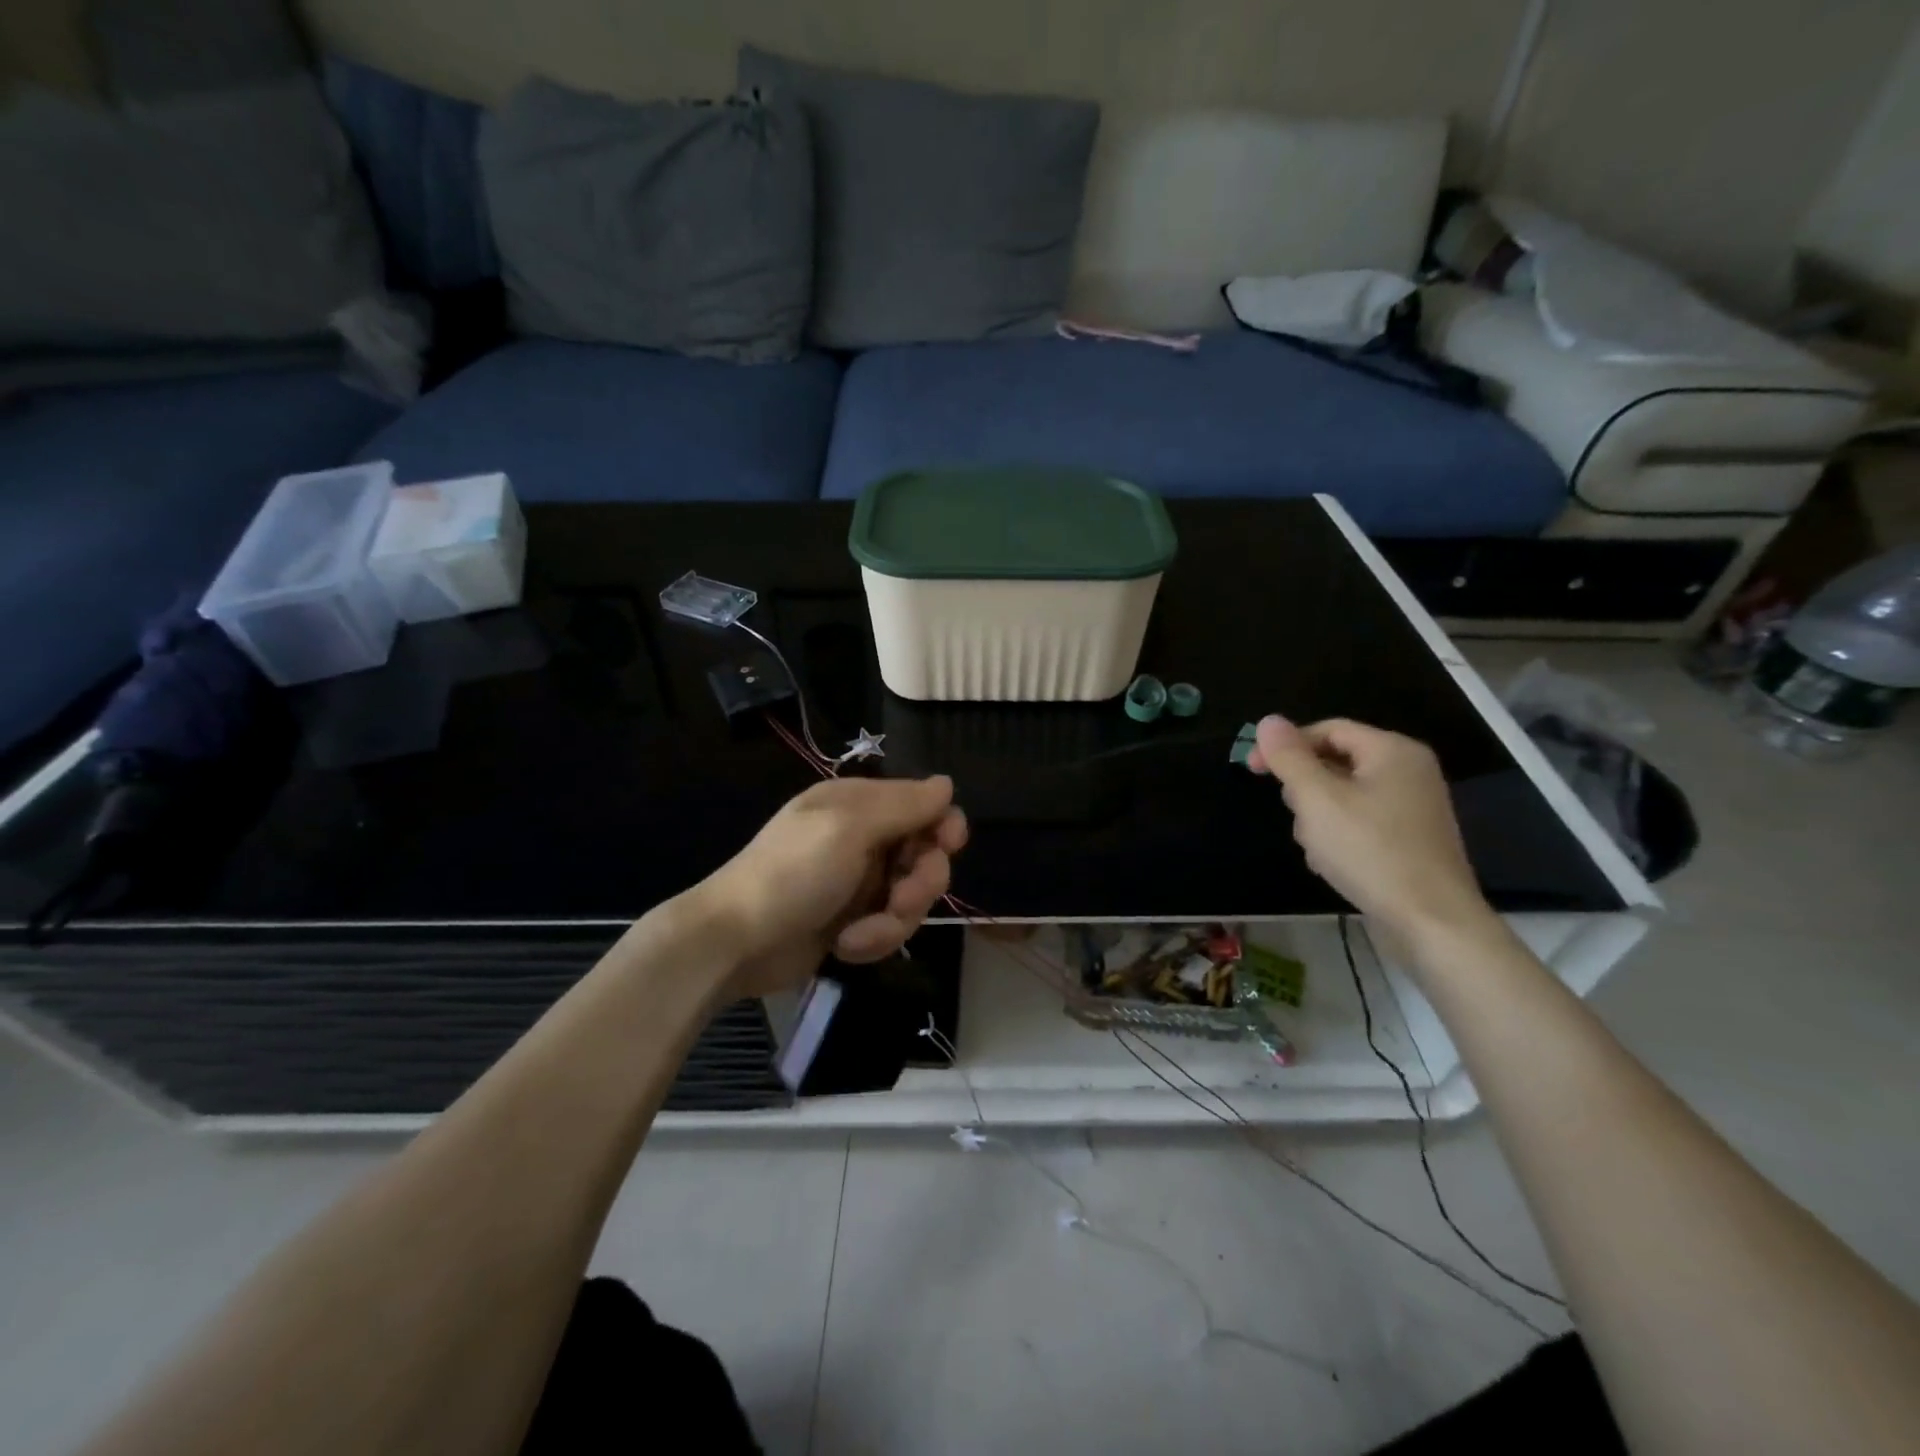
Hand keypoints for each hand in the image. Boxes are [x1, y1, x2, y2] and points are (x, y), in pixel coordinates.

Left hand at [692, 776, 968, 998]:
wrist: (736, 942)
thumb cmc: (793, 873)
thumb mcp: (849, 828)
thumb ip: (903, 805)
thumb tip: (947, 784)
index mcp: (858, 804)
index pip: (923, 804)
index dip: (943, 825)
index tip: (947, 846)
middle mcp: (863, 837)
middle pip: (925, 854)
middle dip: (920, 883)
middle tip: (899, 901)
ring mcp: (859, 882)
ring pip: (912, 896)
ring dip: (893, 920)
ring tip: (859, 936)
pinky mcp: (854, 921)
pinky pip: (890, 926)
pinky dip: (874, 939)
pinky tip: (845, 947)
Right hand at [1246, 715, 1494, 944]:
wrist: (1431, 922)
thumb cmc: (1370, 851)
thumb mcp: (1317, 799)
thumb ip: (1289, 758)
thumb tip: (1268, 721)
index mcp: (1392, 751)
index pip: (1327, 730)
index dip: (1286, 746)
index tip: (1252, 770)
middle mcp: (1408, 772)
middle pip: (1335, 763)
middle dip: (1305, 789)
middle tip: (1297, 816)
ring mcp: (1412, 807)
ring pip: (1342, 796)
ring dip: (1318, 818)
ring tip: (1316, 848)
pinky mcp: (1409, 839)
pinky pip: (1359, 822)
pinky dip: (1339, 836)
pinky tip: (1332, 864)